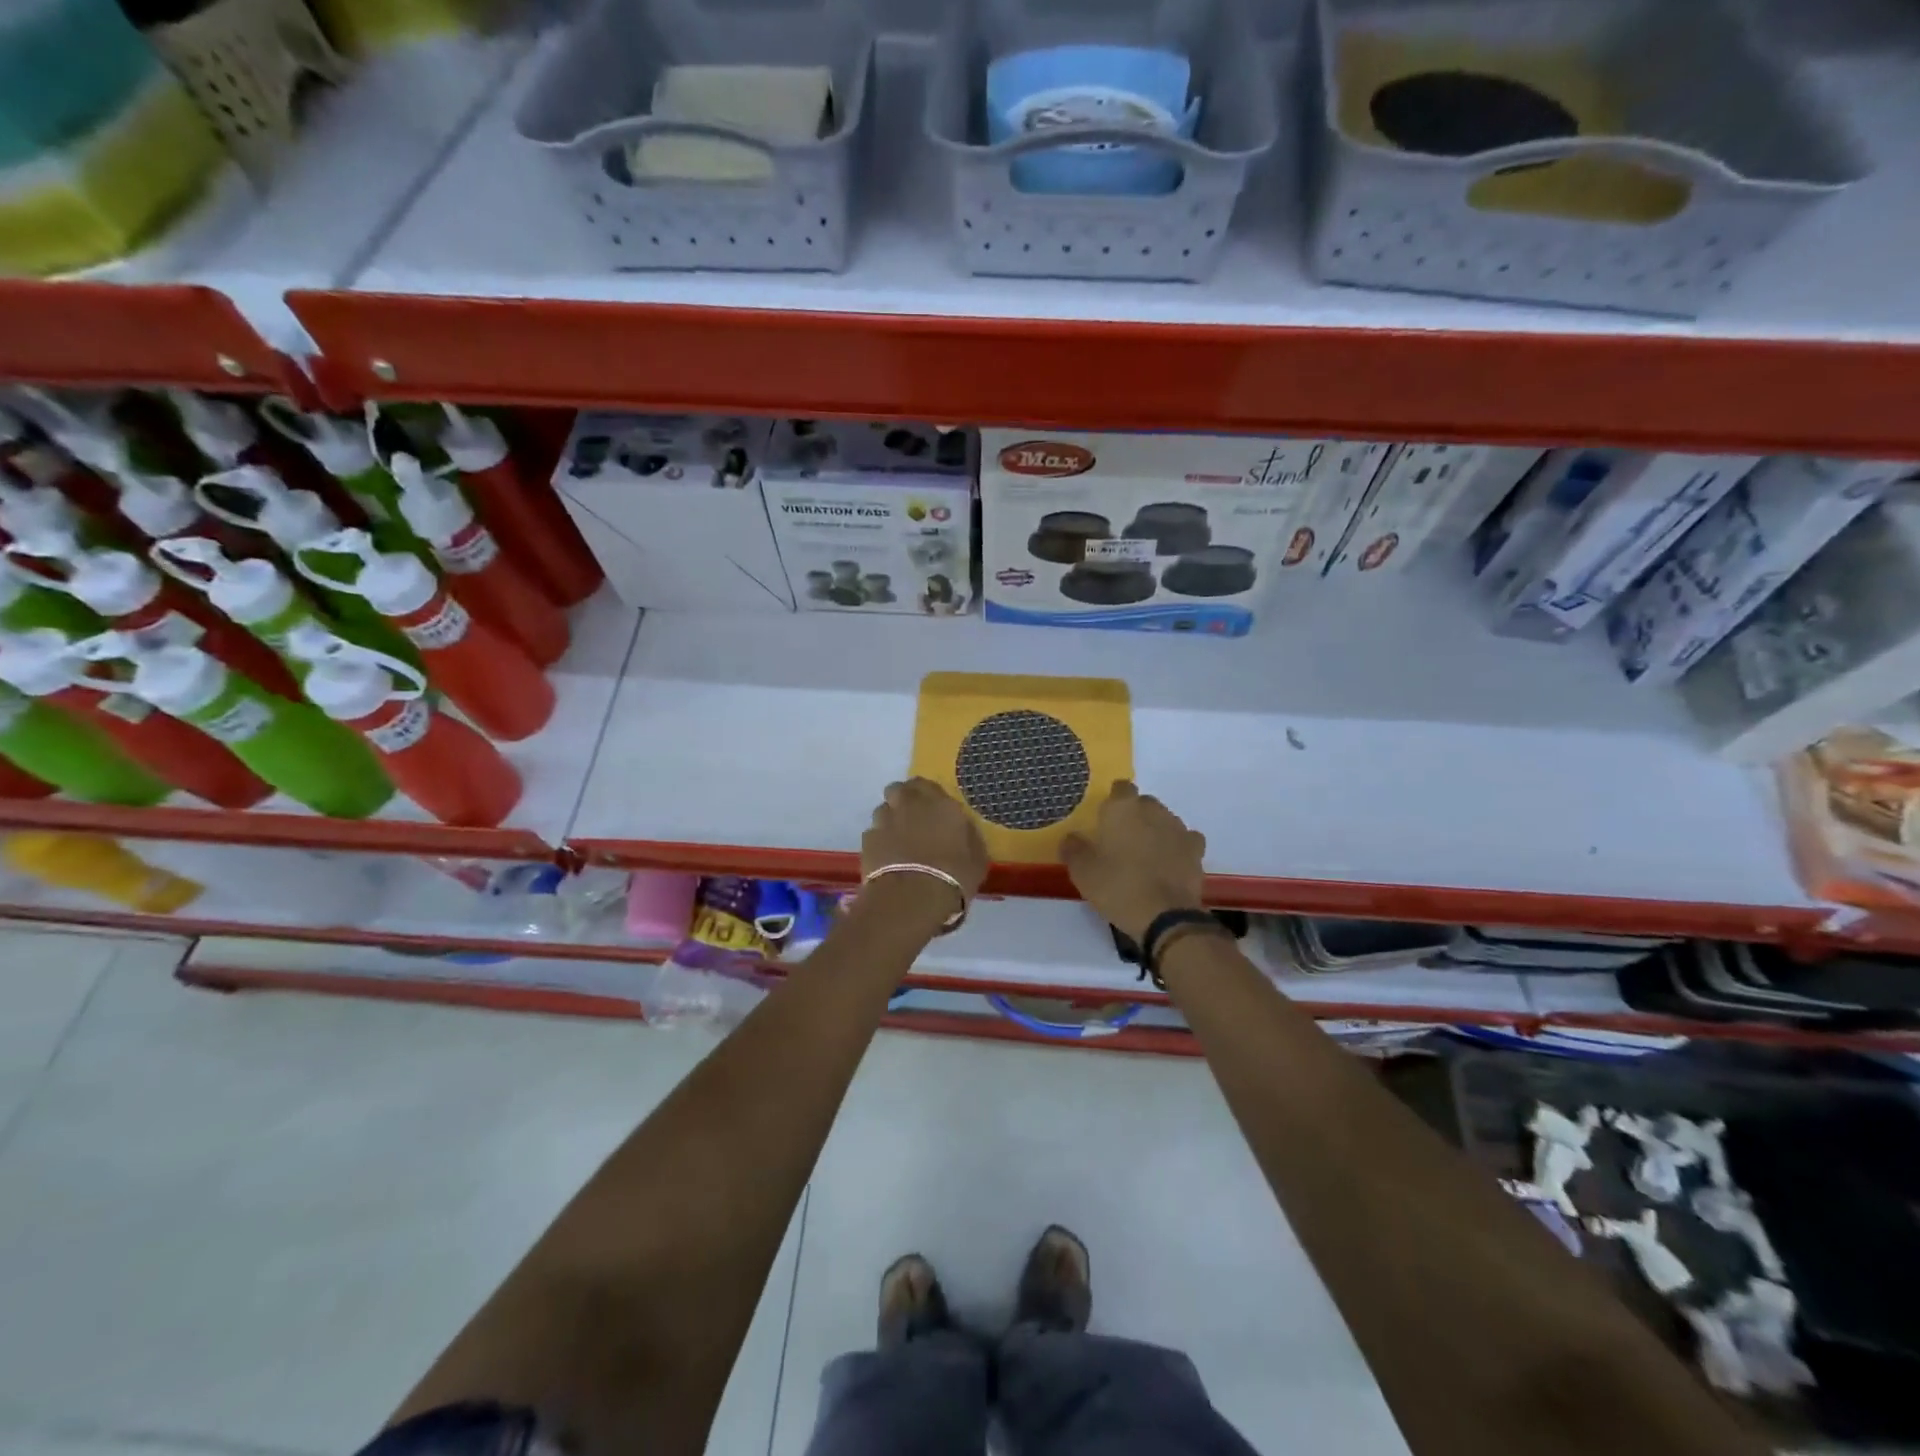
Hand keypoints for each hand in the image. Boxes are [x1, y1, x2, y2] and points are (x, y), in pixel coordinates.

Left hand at [862, 777, 988, 906]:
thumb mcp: (977, 857)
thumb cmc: (954, 876)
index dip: (927, 795)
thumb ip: (967, 835)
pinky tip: (887, 858)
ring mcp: (885, 820)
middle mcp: (910, 804)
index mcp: (940, 803)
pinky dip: (879, 841)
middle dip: (903, 800)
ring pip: (883, 809)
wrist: (912, 897)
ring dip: (890, 819)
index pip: (927, 785)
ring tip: (898, 841)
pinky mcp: (868, 840)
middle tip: (912, 819)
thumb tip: (962, 829)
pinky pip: (873, 833)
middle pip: (898, 789)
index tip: (932, 809)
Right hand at [1061, 781, 1206, 942]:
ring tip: (1145, 854)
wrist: (1164, 916)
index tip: (1105, 819)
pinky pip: (1184, 840)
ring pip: (1164, 820)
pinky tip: (1169, 862)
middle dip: (1135, 816)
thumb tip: (1072, 838)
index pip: (1120, 788)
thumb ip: (1073, 848)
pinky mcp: (1196, 849)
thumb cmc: (1117, 886)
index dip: (1113, 801)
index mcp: (1122, 808)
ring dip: (1155, 831)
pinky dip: (1177, 847)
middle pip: (1143, 803)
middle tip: (1121, 839)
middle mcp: (1153, 810)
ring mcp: (1178, 828)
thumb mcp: (1082, 871)